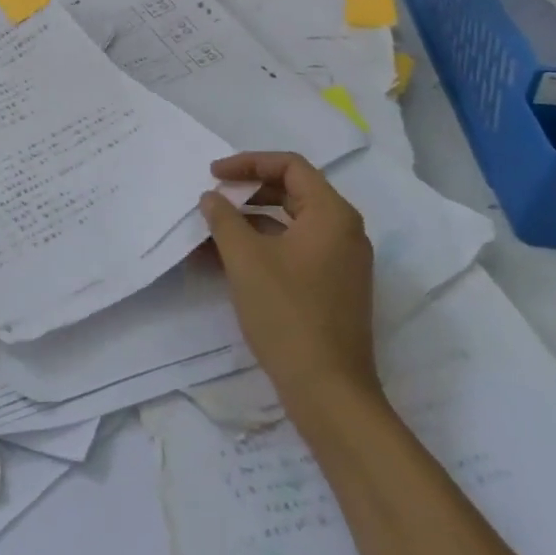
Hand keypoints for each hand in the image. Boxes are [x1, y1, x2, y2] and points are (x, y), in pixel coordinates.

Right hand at [200, 152, 381, 436]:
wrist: (329, 391)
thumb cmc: (287, 314)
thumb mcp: (246, 260)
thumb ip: (224, 219)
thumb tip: (212, 198)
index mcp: (332, 214)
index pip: (290, 166)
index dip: (248, 163)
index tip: (214, 175)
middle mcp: (344, 231)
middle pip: (292, 192)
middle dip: (247, 192)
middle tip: (213, 200)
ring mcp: (342, 261)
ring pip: (290, 224)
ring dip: (250, 222)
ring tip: (211, 233)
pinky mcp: (333, 287)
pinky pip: (295, 250)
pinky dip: (263, 247)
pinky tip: (227, 262)